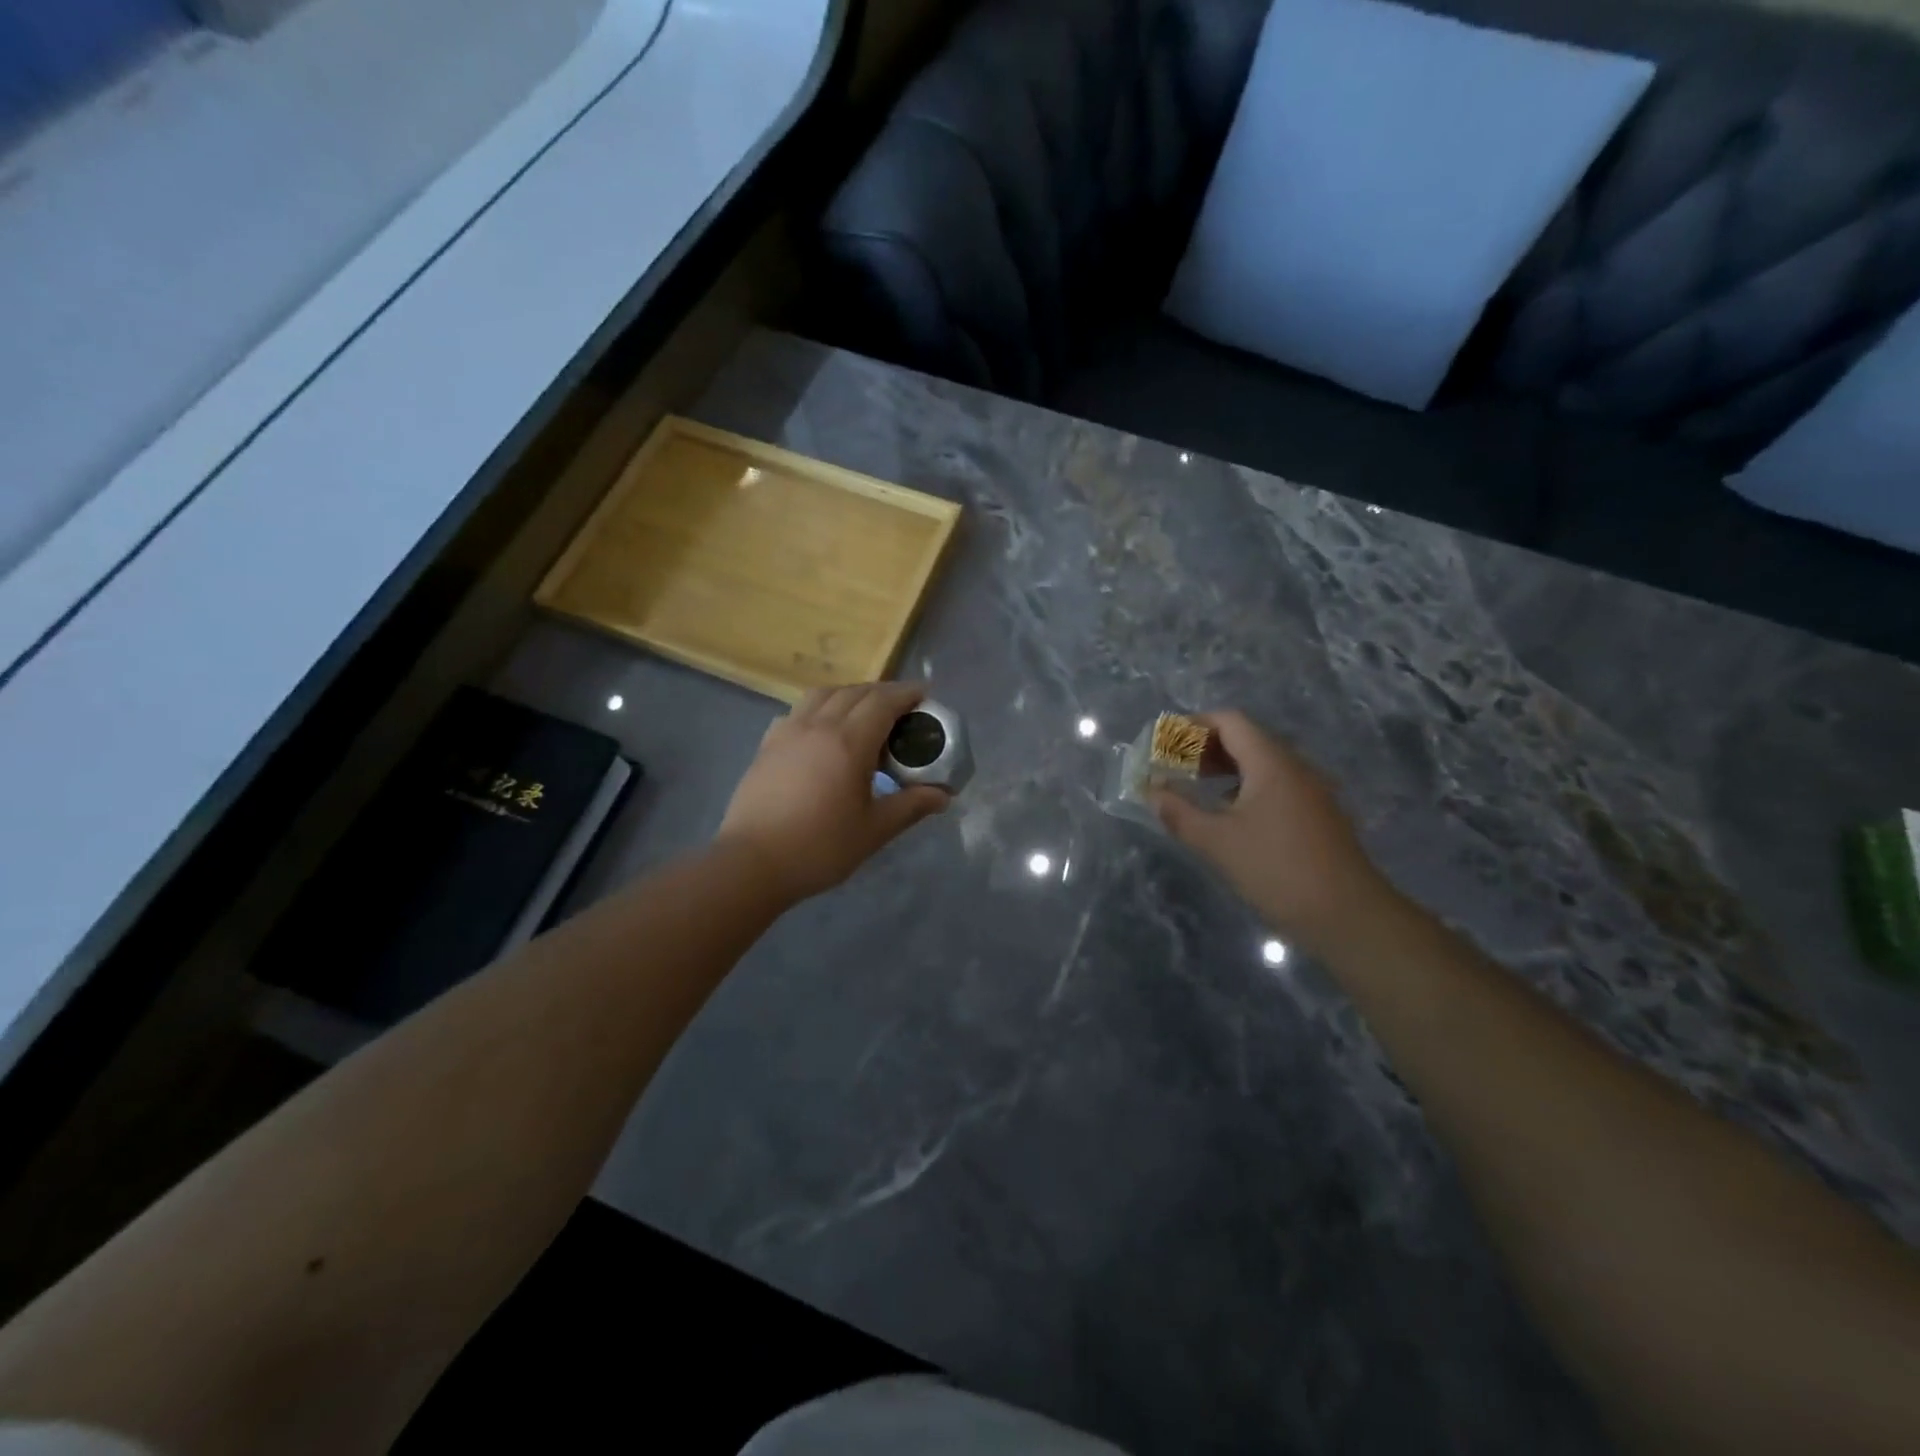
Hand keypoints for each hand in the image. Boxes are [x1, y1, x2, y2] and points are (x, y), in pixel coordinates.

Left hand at [717, 682, 951, 903]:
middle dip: (882, 692)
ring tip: (862, 712)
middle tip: (901, 707)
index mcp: (849, 742)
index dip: (906, 693)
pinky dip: (818, 708)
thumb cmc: (819, 847)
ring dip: (849, 694)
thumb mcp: (874, 830)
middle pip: (854, 692)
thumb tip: (943, 795)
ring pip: (822, 695)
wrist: (752, 862)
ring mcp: (788, 732)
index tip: (925, 693)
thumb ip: (910, 806)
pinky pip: (798, 711)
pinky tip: (821, 730)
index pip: (883, 702)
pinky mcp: (767, 745)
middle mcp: (818, 725)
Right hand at [1150, 711, 1391, 950]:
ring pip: (1263, 762)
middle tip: (1174, 764)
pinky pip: (1276, 784)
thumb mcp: (1218, 842)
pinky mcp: (1317, 814)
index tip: (1166, 742)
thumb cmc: (1277, 870)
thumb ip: (1179, 813)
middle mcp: (1296, 767)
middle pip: (1247, 738)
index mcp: (1272, 763)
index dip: (1194, 725)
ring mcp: (1311, 791)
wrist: (1348, 915)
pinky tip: (1228, 812)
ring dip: (1226, 767)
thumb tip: (1152, 792)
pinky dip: (1246, 785)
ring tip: (1195, 785)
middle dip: (1206, 746)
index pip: (1231, 722)